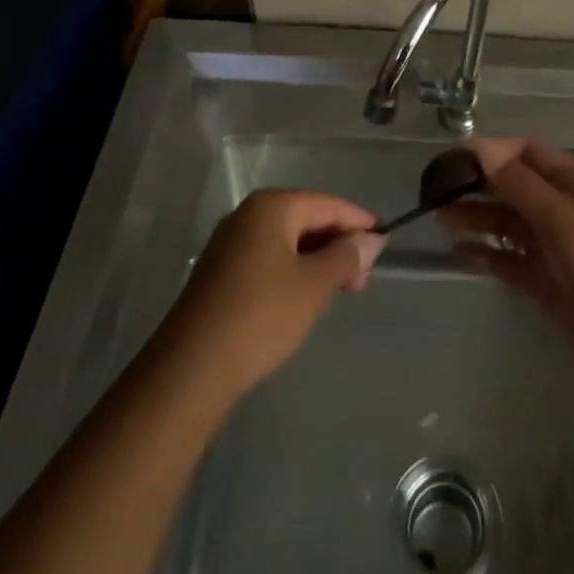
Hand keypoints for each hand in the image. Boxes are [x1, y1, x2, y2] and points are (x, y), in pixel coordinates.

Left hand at [158, 189, 385, 399]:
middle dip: (338, 244)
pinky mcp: (220, 273)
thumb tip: (371, 239)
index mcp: (271, 206)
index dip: (358, 222)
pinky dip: (293, 271)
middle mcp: (248, 215)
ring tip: (339, 291)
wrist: (190, 370)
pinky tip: (305, 297)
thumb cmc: (261, 315)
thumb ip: (346, 256)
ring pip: (287, 241)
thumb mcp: (314, 285)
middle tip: (362, 280)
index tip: (383, 245)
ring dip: (317, 261)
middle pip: (307, 218)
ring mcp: (230, 243)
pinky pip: (268, 258)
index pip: (327, 204)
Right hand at [441, 137, 573, 364]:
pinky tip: (460, 253)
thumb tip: (482, 147)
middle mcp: (560, 206)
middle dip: (478, 185)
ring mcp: (552, 244)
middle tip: (437, 191)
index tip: (453, 158)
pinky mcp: (545, 280)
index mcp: (571, 180)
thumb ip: (519, 183)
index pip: (525, 151)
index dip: (491, 151)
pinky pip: (509, 259)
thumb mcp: (560, 215)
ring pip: (507, 223)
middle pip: (512, 186)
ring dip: (477, 218)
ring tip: (440, 219)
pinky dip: (487, 254)